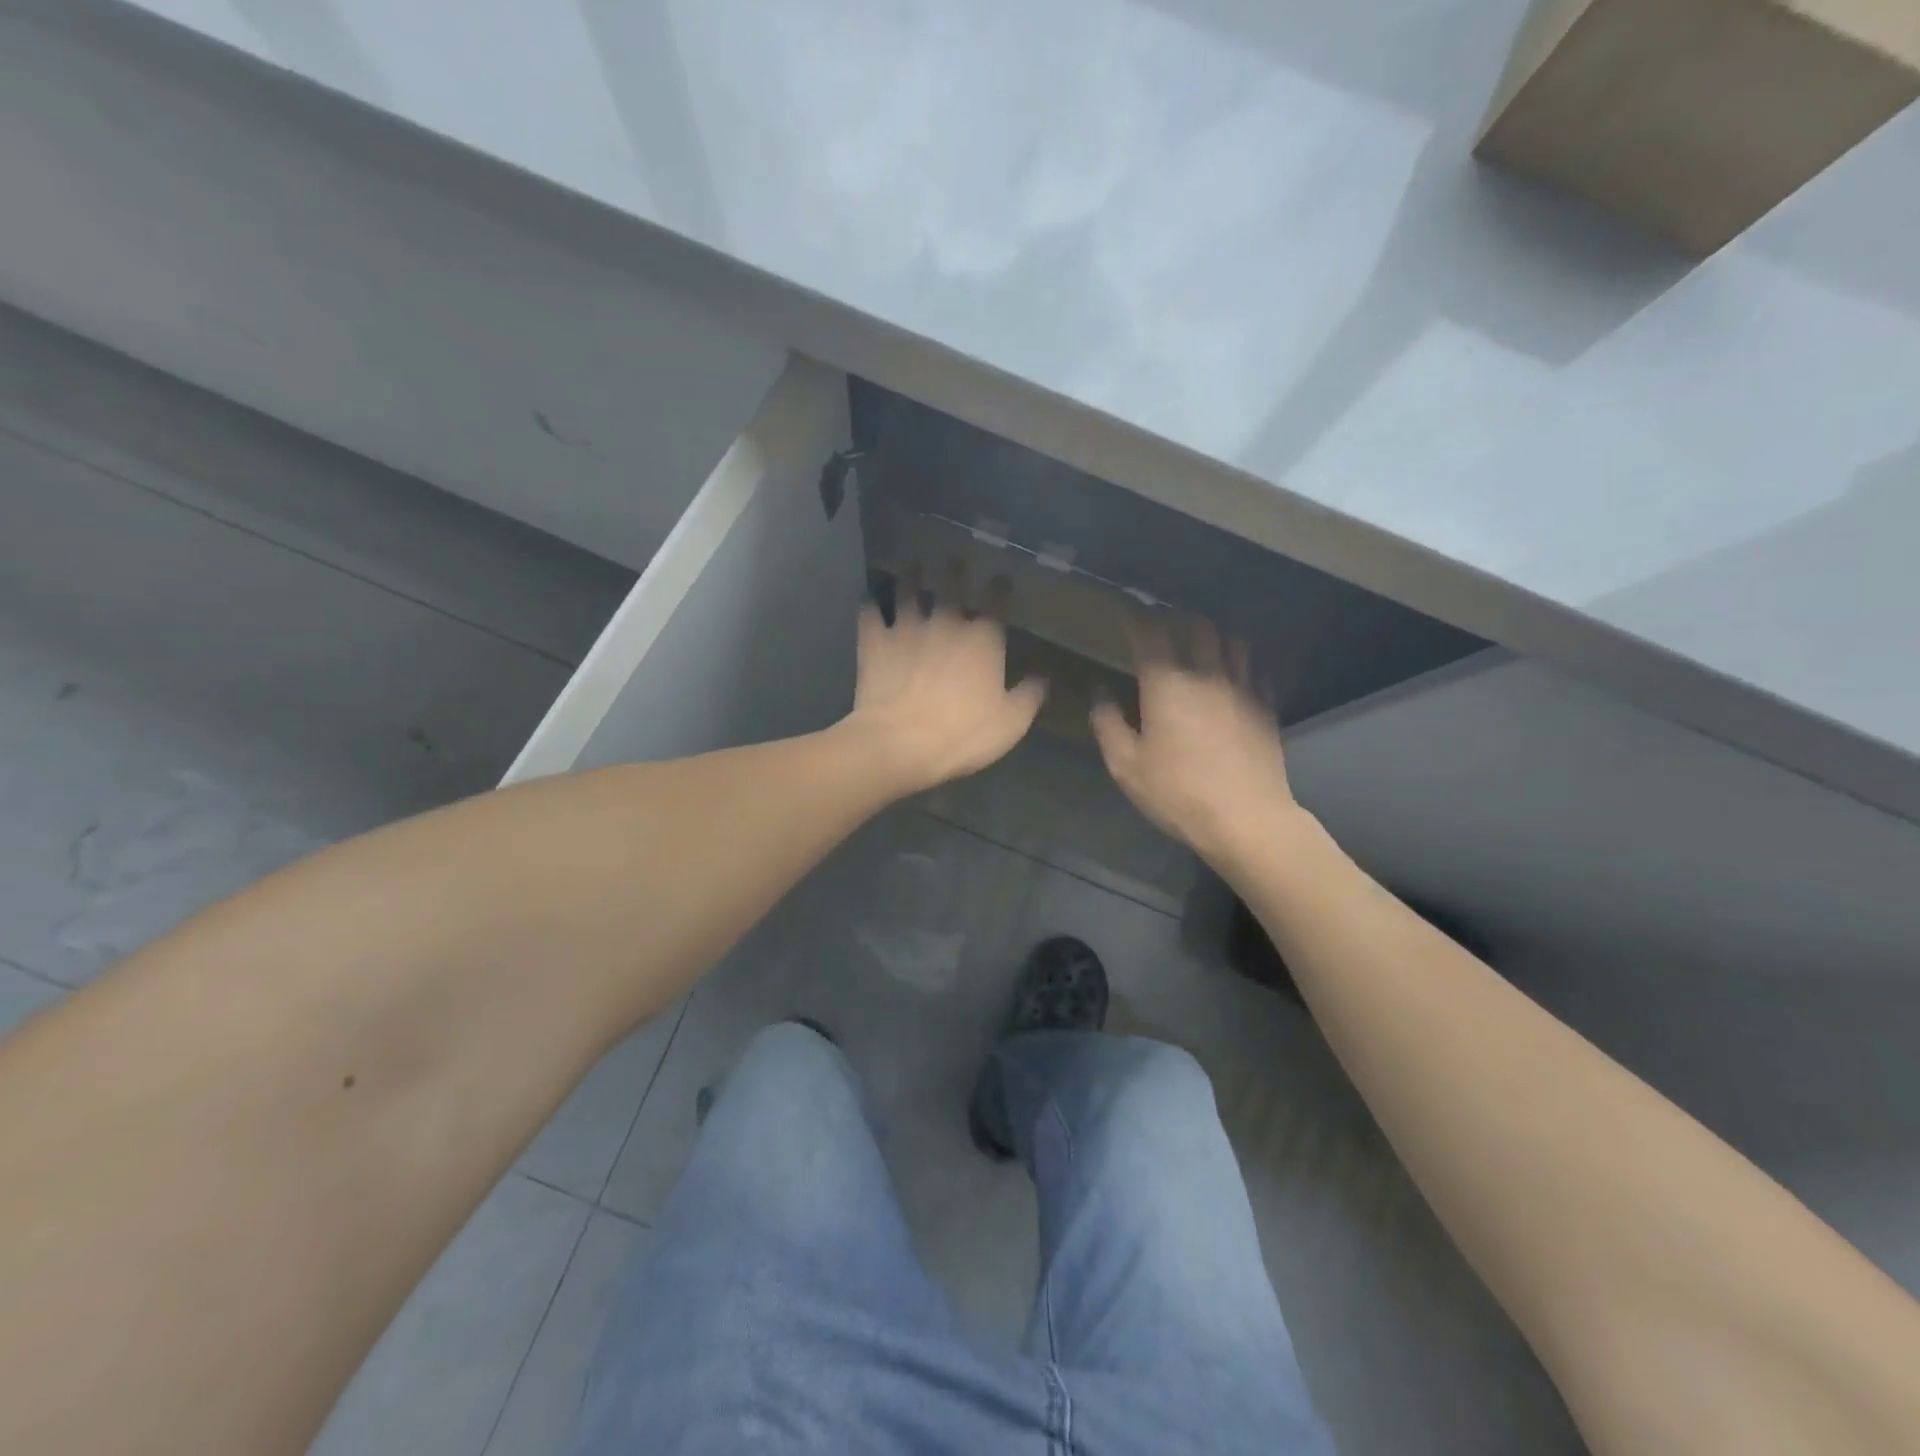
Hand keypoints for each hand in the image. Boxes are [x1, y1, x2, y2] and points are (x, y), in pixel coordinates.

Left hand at [845, 567, 1046, 794]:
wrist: (900, 743)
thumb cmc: (963, 734)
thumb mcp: (1010, 723)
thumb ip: (1029, 696)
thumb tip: (1043, 678)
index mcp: (983, 637)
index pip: (996, 601)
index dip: (999, 587)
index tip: (1000, 579)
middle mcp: (945, 622)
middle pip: (950, 584)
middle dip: (954, 569)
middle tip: (953, 559)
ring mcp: (906, 628)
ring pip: (908, 590)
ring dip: (910, 577)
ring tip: (911, 567)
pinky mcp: (874, 642)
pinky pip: (870, 613)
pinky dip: (870, 605)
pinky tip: (870, 600)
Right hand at [1090, 614, 1298, 860]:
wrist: (1246, 819)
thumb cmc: (1177, 793)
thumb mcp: (1126, 766)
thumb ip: (1107, 723)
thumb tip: (1098, 692)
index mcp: (1166, 685)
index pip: (1148, 634)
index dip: (1134, 617)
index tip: (1123, 611)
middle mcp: (1206, 674)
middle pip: (1195, 625)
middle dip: (1174, 617)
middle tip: (1160, 622)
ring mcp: (1242, 687)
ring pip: (1230, 639)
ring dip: (1211, 632)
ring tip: (1198, 637)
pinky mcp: (1266, 706)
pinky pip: (1256, 667)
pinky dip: (1241, 658)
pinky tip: (1234, 667)